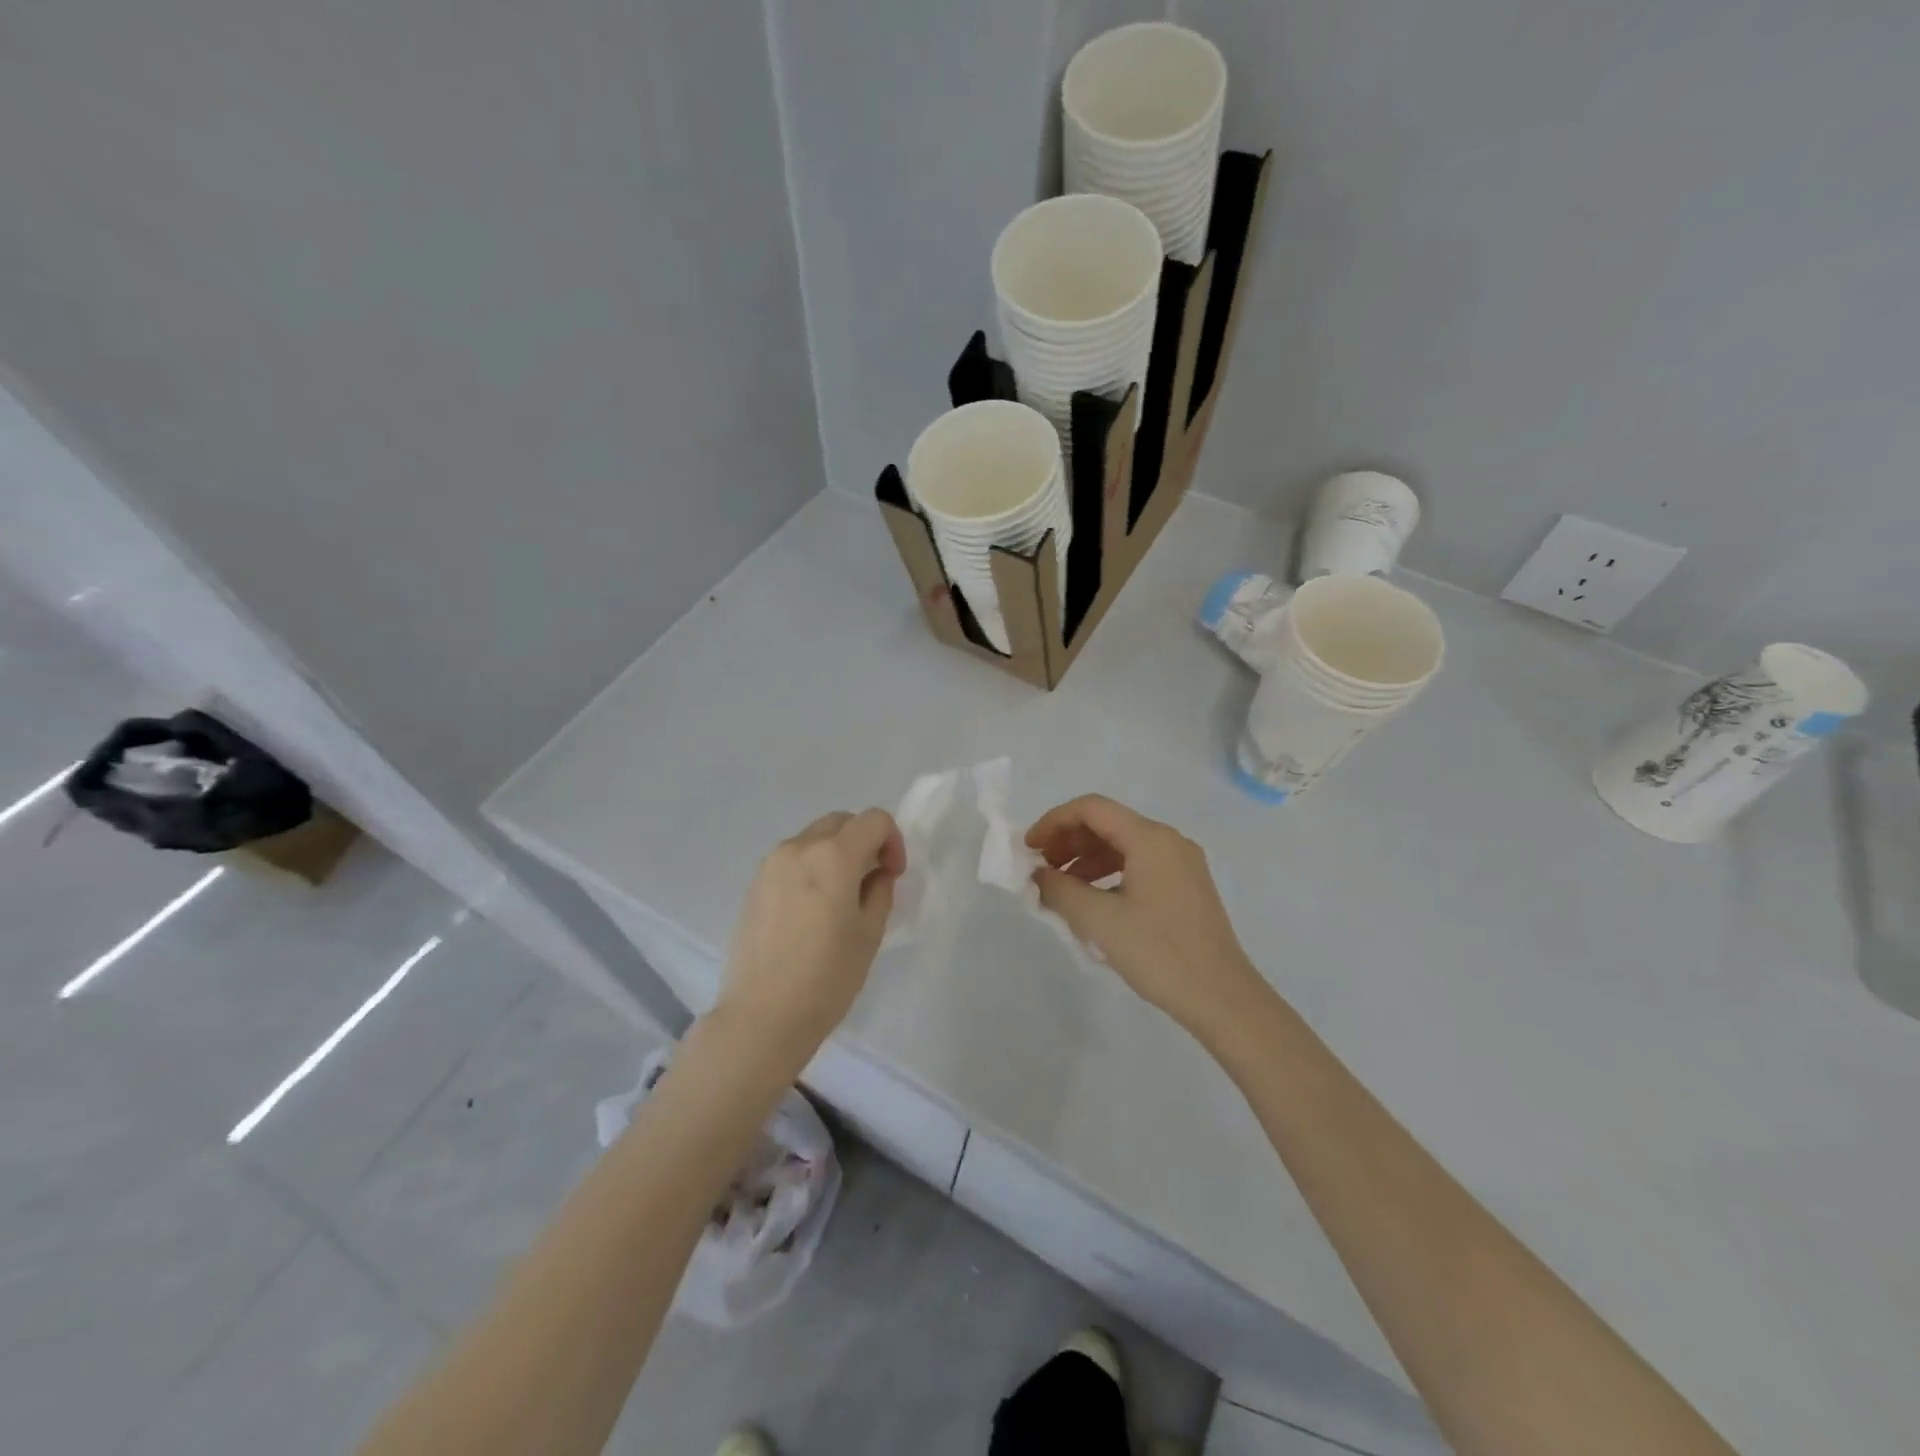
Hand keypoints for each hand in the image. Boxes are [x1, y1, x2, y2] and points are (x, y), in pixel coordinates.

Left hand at [717, 809, 905, 1062]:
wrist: (762, 1016)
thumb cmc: (827, 978)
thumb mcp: (869, 934)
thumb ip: (879, 891)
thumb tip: (875, 874)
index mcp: (833, 856)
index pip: (873, 820)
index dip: (892, 841)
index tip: (892, 875)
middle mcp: (799, 848)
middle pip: (841, 822)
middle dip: (863, 841)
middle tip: (871, 880)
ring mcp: (771, 864)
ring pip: (813, 838)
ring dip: (834, 853)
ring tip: (839, 897)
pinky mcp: (754, 884)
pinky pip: (791, 860)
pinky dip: (810, 868)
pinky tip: (811, 909)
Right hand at [1027, 795, 1262, 1040]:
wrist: (1222, 998)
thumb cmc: (1158, 953)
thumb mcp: (1099, 920)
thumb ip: (1059, 889)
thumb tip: (1037, 874)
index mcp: (1150, 838)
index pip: (1091, 808)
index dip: (1054, 822)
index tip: (1029, 849)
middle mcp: (1169, 840)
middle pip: (1107, 823)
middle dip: (1068, 841)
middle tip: (1041, 870)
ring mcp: (1182, 863)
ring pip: (1123, 845)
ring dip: (1086, 859)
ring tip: (1061, 890)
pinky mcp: (1187, 886)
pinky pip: (1139, 865)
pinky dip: (1109, 874)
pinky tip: (1093, 902)